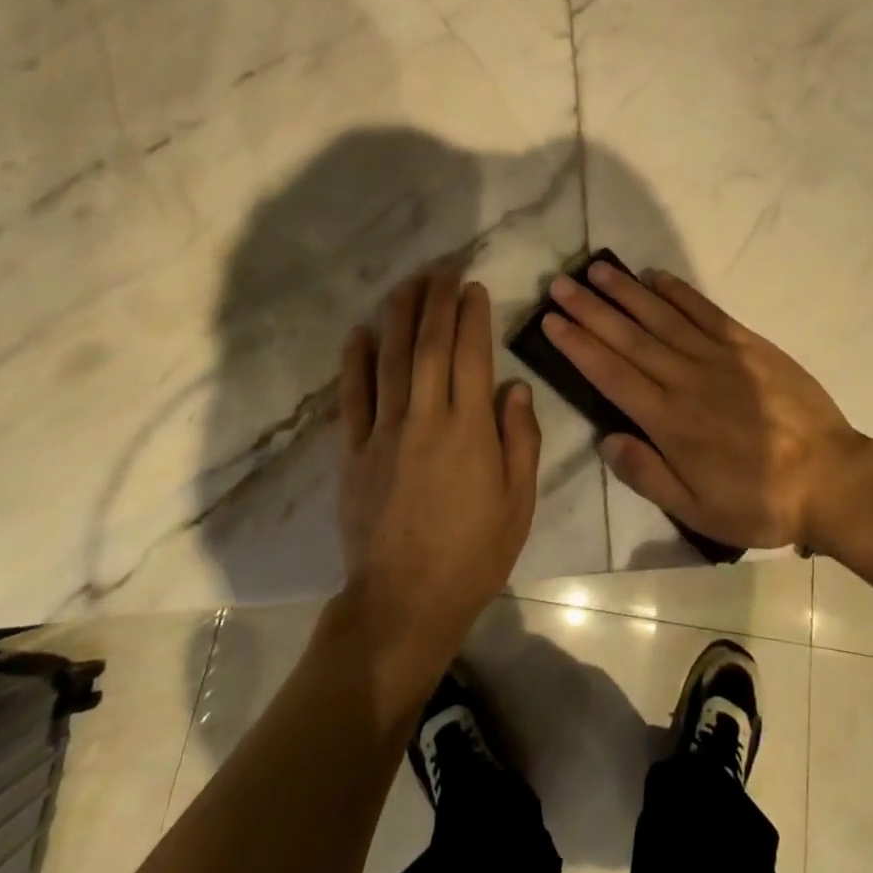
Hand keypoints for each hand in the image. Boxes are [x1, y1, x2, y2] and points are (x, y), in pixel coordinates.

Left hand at [335, 262, 541, 689]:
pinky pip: (352, 398)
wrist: (404, 605)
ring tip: (407, 283)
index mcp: (469, 430)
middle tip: (441, 267)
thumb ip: (521, 441)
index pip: (471, 356)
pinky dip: (354, 362)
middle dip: (436, 300)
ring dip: (399, 316)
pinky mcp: (353, 453)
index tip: (473, 286)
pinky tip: (358, 332)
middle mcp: (426, 419)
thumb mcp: (518, 504)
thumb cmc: (473, 556)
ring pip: (390, 360)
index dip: (472, 316)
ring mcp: (384, 433)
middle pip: (429, 345)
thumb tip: (515, 387)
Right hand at [541, 263, 868, 551]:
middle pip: (628, 337)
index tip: (551, 321)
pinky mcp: (746, 344)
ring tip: (596, 270)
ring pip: (660, 317)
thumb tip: (606, 439)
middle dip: (590, 309)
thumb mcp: (698, 510)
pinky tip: (655, 276)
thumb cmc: (760, 500)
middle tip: (559, 284)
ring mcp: (717, 356)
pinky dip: (678, 292)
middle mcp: (685, 379)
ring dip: (625, 292)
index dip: (578, 345)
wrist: (831, 478)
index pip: (611, 373)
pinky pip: (705, 311)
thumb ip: (648, 474)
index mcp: (669, 420)